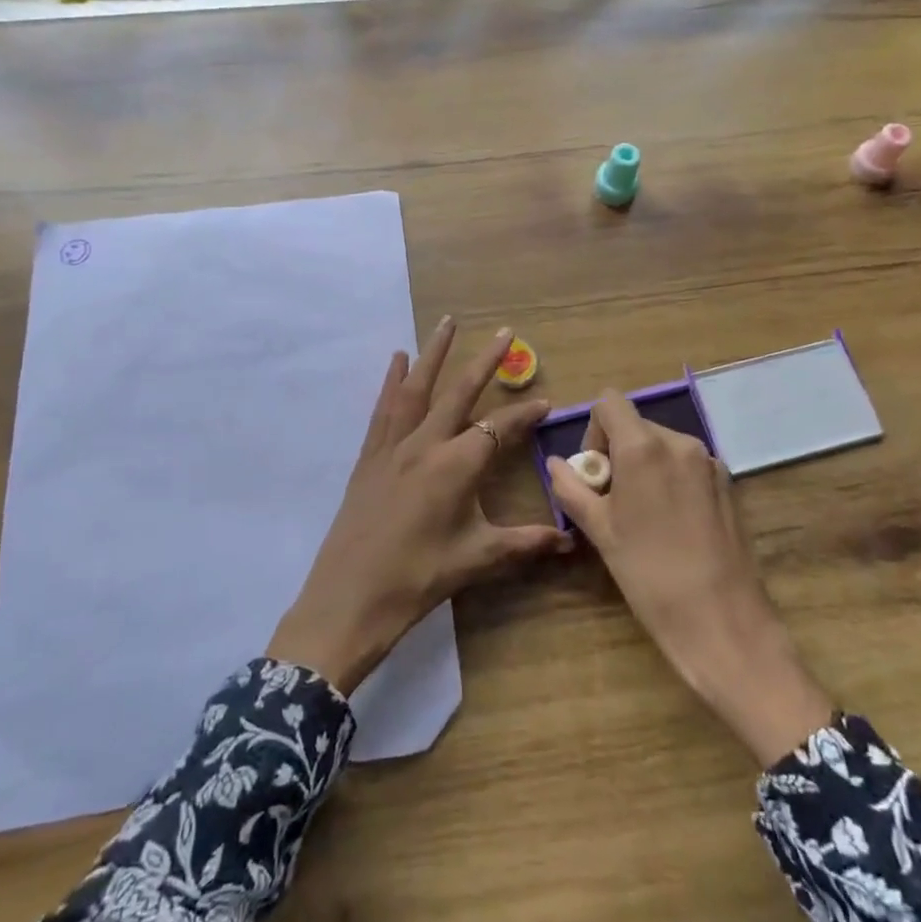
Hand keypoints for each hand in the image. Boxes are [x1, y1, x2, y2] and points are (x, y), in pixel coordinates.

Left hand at [268, 319, 574, 693]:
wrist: (350, 598)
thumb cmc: (419, 578)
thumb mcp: (478, 559)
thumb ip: (526, 543)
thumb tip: (570, 540)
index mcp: (456, 465)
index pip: (500, 428)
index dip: (525, 414)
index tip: (546, 401)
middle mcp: (425, 444)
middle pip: (459, 391)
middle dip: (485, 361)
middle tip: (505, 331)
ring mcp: (393, 446)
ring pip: (417, 388)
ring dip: (434, 353)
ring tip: (447, 323)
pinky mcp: (370, 455)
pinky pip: (384, 408)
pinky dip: (393, 380)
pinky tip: (397, 360)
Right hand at [547, 392, 834, 766]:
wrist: (723, 622)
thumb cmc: (649, 574)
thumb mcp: (599, 531)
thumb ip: (571, 489)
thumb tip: (556, 464)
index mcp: (643, 446)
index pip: (609, 402)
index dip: (593, 430)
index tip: (595, 473)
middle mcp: (679, 442)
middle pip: (636, 425)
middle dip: (618, 453)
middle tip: (612, 502)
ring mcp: (709, 462)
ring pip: (663, 446)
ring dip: (644, 467)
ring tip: (642, 518)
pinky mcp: (729, 484)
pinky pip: (687, 466)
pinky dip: (671, 480)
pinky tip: (672, 525)